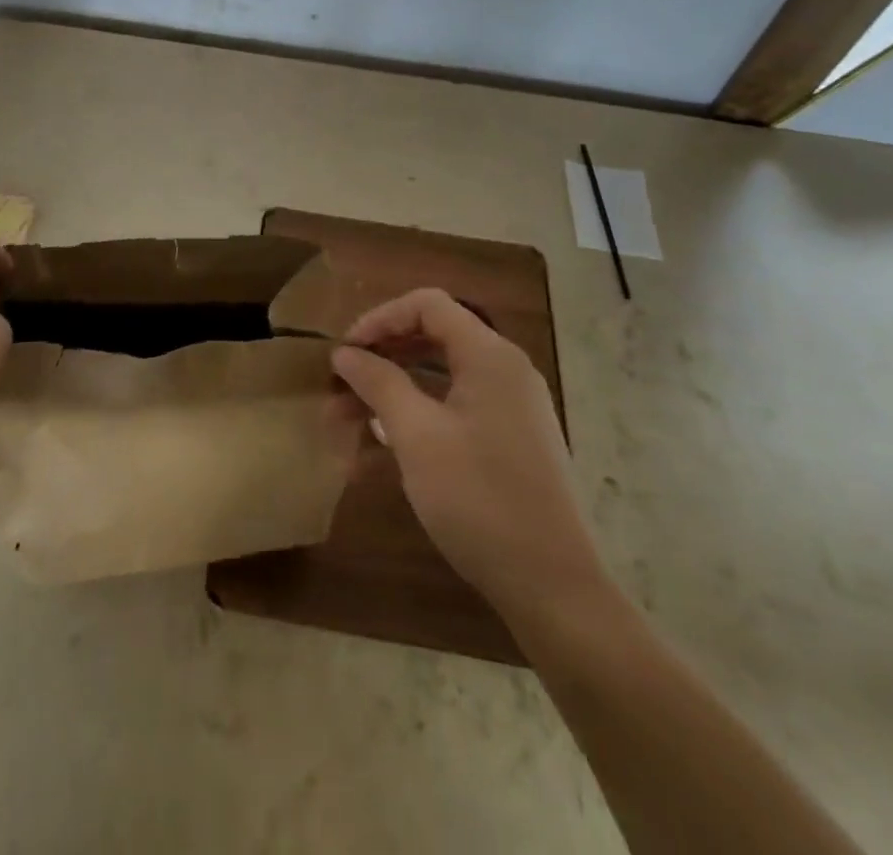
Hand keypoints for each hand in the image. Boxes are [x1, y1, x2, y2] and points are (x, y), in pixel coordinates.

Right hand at [332, 288, 607, 620]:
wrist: (552, 586)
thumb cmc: (479, 499)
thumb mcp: (417, 437)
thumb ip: (379, 383)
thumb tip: (345, 353)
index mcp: (490, 356)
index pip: (427, 305)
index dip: (380, 318)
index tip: (344, 352)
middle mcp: (505, 370)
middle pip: (433, 336)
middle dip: (382, 355)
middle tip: (340, 383)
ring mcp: (510, 406)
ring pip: (440, 376)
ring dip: (392, 390)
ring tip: (348, 419)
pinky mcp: (509, 439)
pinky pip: (454, 408)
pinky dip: (416, 416)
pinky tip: (381, 447)